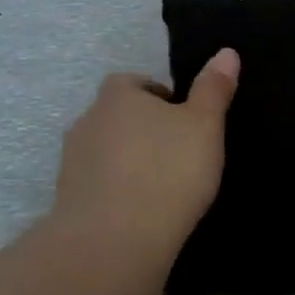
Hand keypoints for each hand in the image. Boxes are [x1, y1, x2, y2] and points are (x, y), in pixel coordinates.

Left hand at [52, 49, 240, 259]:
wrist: (113, 242)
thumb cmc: (166, 172)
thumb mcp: (204, 126)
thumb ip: (213, 89)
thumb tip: (226, 52)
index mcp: (117, 95)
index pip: (133, 83)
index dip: (158, 98)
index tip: (182, 122)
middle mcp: (87, 121)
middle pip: (117, 117)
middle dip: (142, 130)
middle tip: (176, 155)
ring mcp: (71, 162)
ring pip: (105, 152)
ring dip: (126, 163)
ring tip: (159, 188)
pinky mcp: (67, 200)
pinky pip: (97, 186)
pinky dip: (115, 193)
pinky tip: (139, 214)